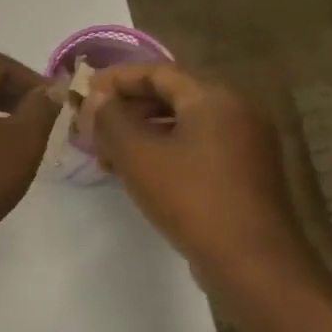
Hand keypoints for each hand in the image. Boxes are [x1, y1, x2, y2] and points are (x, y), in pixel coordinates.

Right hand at [86, 62, 323, 306]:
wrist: (248, 259)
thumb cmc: (189, 197)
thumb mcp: (137, 155)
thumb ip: (111, 119)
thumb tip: (97, 96)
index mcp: (214, 97)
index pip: (157, 72)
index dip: (116, 80)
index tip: (83, 93)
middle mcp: (236, 110)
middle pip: (171, 97)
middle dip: (126, 110)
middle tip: (91, 129)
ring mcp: (245, 143)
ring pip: (182, 125)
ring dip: (141, 134)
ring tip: (107, 157)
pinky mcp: (244, 172)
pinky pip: (196, 148)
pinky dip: (164, 152)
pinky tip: (139, 174)